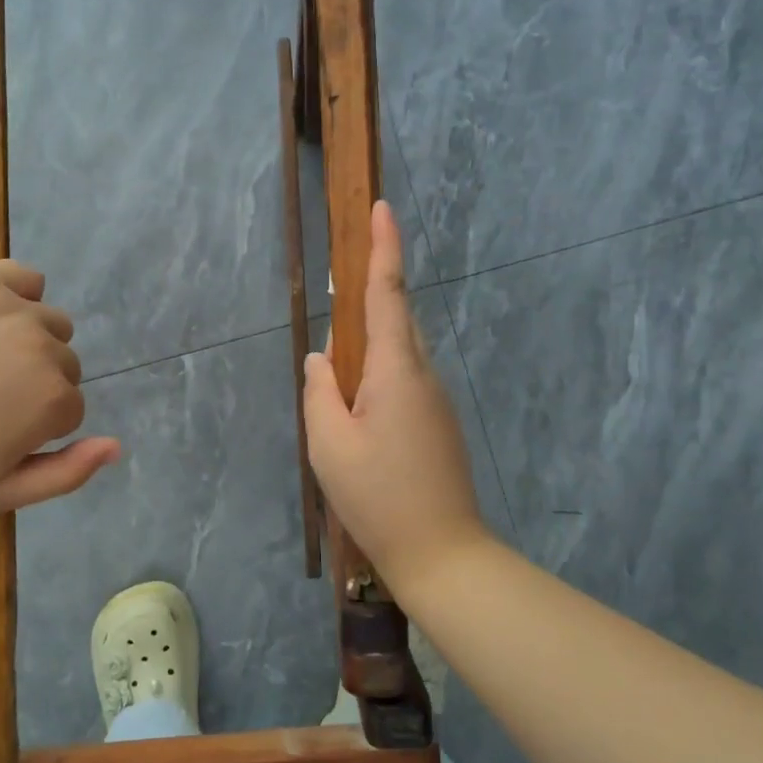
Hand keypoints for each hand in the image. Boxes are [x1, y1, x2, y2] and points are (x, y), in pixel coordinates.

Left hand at [0, 261, 119, 511]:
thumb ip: (66, 474)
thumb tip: (117, 446)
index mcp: (52, 399)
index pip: (71, 410)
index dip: (35, 428)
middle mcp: (45, 347)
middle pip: (65, 366)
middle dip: (36, 385)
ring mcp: (13, 307)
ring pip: (51, 324)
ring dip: (31, 343)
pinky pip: (27, 278)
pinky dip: (20, 295)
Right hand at [303, 201, 485, 583]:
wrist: (442, 554)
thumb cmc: (378, 497)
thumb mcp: (329, 443)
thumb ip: (319, 392)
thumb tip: (320, 359)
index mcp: (396, 370)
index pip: (389, 293)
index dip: (385, 248)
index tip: (382, 208)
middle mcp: (424, 375)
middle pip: (396, 320)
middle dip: (369, 302)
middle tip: (338, 314)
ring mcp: (436, 401)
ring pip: (400, 354)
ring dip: (370, 350)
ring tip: (340, 384)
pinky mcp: (439, 424)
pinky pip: (406, 381)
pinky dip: (379, 378)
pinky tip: (359, 415)